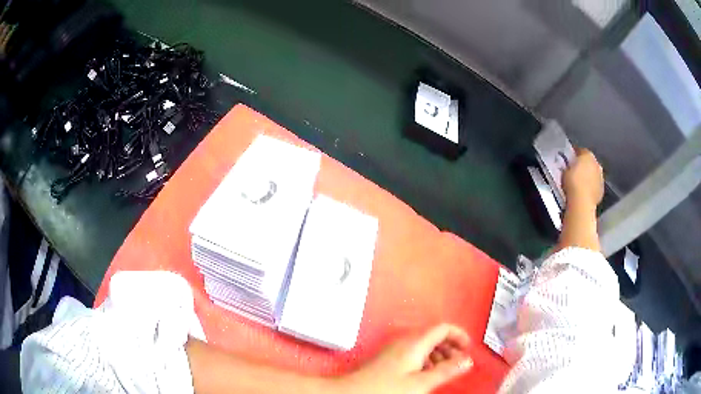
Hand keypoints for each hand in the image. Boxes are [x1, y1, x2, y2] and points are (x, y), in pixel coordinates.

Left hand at [336, 324, 472, 393]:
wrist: (353, 392)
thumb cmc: (385, 388)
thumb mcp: (421, 382)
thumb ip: (446, 370)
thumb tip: (466, 360)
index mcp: (415, 343)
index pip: (443, 328)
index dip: (459, 335)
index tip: (468, 347)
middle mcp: (404, 341)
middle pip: (434, 335)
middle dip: (450, 346)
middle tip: (459, 360)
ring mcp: (395, 349)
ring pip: (424, 345)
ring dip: (438, 354)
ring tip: (445, 370)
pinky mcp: (389, 358)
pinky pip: (413, 352)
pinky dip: (426, 360)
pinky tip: (426, 374)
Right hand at [562, 148, 603, 208]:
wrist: (582, 201)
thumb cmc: (572, 182)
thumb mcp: (565, 171)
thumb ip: (569, 166)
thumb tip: (569, 168)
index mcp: (588, 154)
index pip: (580, 150)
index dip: (574, 154)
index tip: (570, 159)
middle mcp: (597, 164)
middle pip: (590, 162)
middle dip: (584, 166)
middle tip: (575, 171)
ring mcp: (601, 178)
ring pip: (594, 174)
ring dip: (589, 177)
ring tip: (580, 183)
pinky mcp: (601, 191)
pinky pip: (595, 186)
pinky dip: (591, 187)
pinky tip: (584, 192)